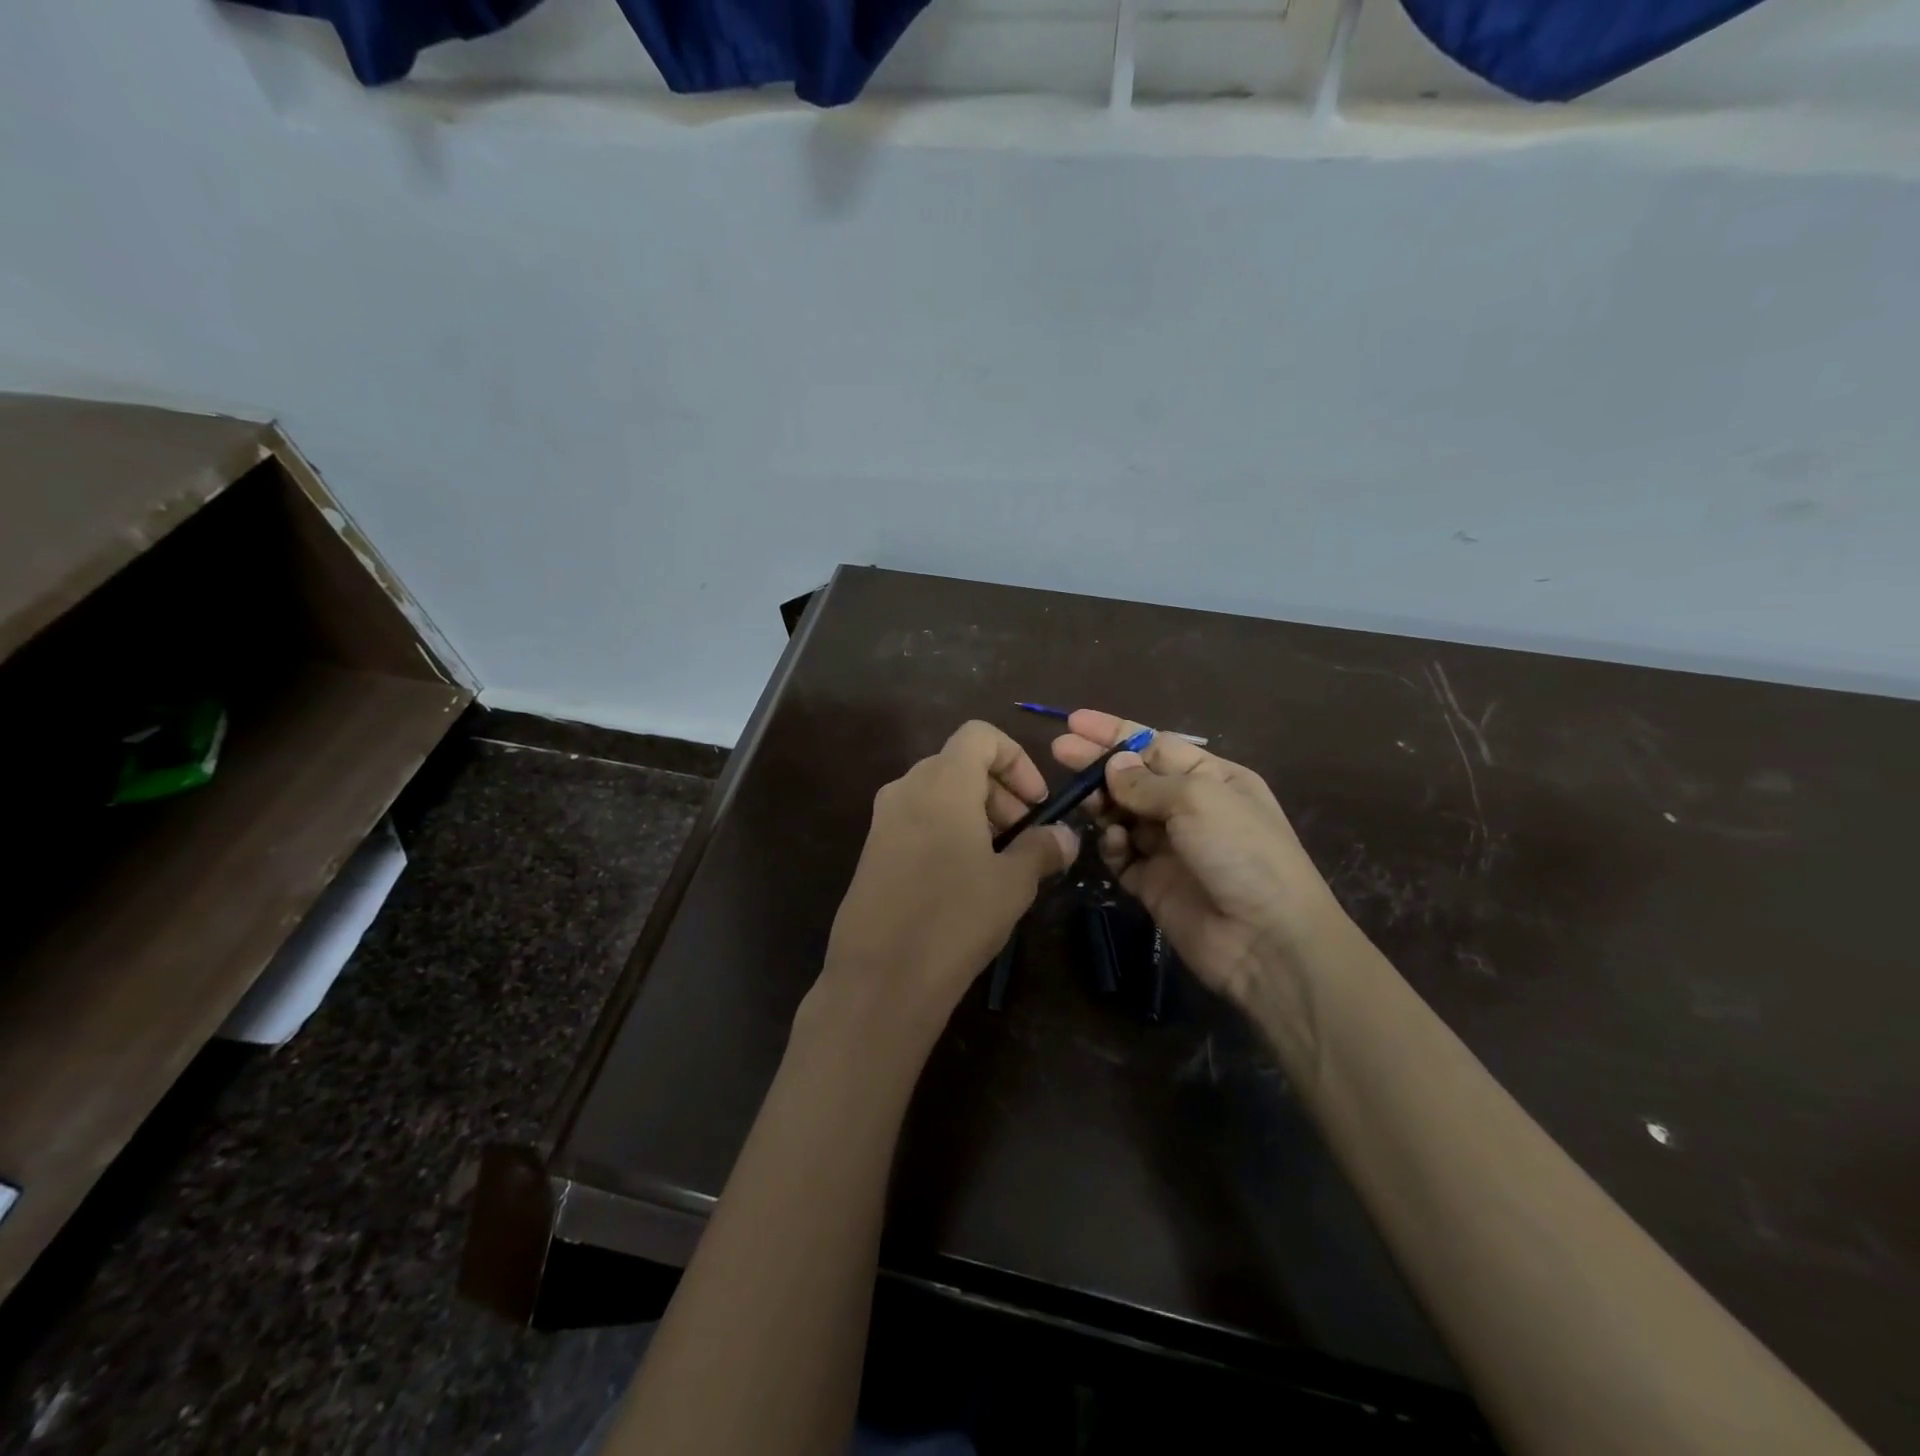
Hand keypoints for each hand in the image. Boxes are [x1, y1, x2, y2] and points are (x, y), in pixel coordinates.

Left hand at [805, 721, 1078, 1050]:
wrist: (880, 978)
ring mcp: (883, 820)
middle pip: (960, 764)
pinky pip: (918, 821)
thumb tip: (1065, 836)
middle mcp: (906, 788)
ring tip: (999, 862)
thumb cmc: (954, 918)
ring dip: (976, 814)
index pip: (980, 735)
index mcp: (942, 782)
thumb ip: (1042, 848)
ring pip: (939, 794)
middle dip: (1000, 792)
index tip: (1036, 804)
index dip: (1016, 759)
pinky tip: (964, 880)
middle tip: (1025, 838)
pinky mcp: (872, 850)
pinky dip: (948, 832)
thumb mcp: (1013, 883)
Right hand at [1052, 710, 1350, 1012]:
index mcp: (1213, 778)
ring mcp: (1170, 848)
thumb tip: (1113, 765)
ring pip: (1123, 815)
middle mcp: (1191, 809)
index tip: (1074, 722)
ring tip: (1085, 800)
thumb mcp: (1198, 799)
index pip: (1155, 746)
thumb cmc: (1241, 851)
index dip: (1115, 733)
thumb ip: (1147, 781)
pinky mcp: (1153, 884)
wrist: (1266, 940)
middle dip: (1098, 764)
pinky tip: (1114, 843)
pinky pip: (1122, 856)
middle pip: (1134, 778)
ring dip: (1104, 804)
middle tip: (1059, 751)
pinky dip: (1113, 846)